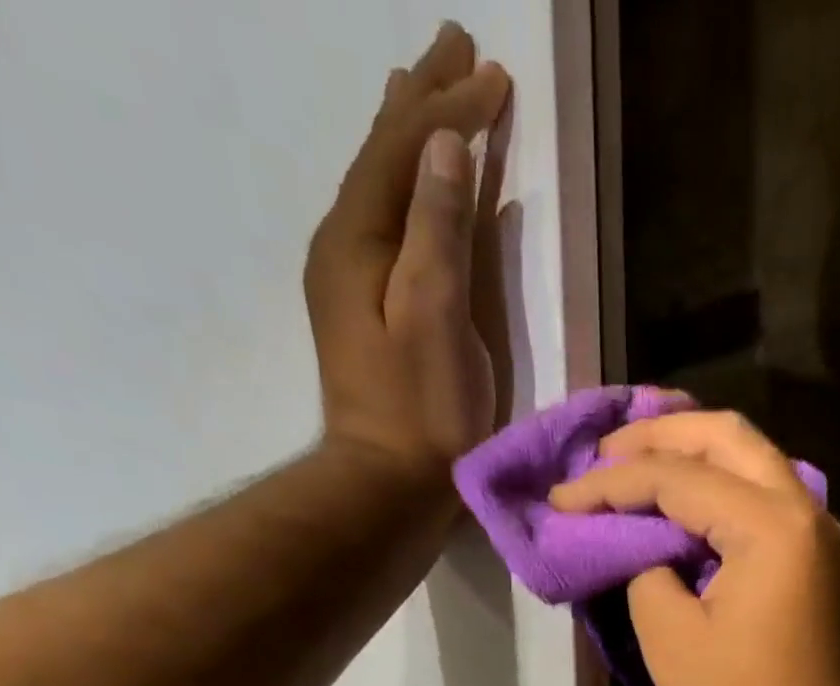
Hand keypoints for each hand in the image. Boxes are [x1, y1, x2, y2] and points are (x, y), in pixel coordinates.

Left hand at [306, 24, 511, 484]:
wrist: (388, 484)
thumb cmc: (421, 409)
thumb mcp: (434, 315)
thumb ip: (436, 229)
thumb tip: (444, 145)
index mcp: (357, 239)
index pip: (404, 148)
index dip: (449, 107)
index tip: (495, 72)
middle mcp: (344, 246)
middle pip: (384, 155)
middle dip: (424, 101)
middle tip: (457, 47)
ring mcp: (352, 280)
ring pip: (383, 187)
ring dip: (410, 137)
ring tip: (427, 92)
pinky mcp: (370, 313)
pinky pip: (389, 226)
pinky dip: (408, 191)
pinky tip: (416, 186)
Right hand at [550, 411, 839, 685]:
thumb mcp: (669, 635)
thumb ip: (646, 565)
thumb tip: (644, 542)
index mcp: (771, 525)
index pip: (678, 477)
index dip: (611, 483)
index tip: (561, 498)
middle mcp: (805, 509)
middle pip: (728, 437)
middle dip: (659, 435)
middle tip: (603, 450)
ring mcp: (817, 531)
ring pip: (750, 458)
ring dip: (690, 451)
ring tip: (631, 458)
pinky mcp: (813, 555)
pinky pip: (762, 494)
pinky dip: (717, 483)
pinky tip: (679, 492)